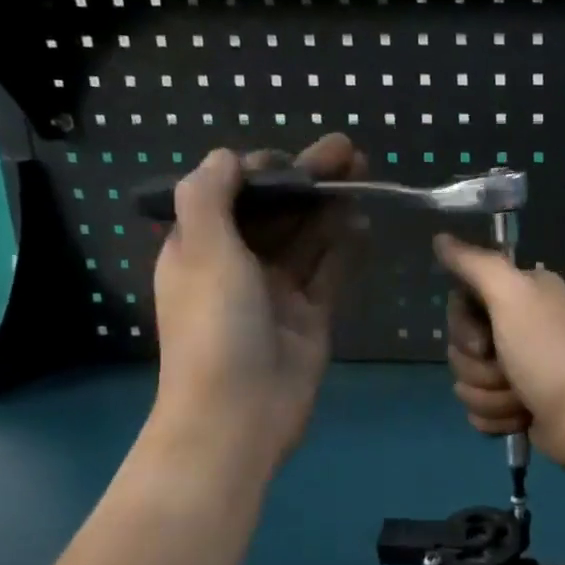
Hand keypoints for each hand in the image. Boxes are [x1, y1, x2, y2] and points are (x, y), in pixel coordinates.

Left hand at [149, 136, 365, 464]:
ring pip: (307, 238)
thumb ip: (209, 197)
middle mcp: (238, 265)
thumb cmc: (214, 328)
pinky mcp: (310, 316)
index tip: (295, 156)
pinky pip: (329, 272)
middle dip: (309, 180)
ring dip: (331, 207)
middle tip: (350, 151)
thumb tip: (227, 156)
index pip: (232, 193)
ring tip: (364, 175)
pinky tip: (362, 221)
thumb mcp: (202, 252)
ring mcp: (277, 292)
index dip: (264, 169)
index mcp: (200, 247)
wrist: (239, 414)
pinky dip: (344, 246)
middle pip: (277, 212)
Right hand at [434, 234, 564, 471]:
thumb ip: (474, 264)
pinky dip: (497, 418)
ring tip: (521, 398)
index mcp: (520, 295)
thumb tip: (440, 238)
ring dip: (490, 396)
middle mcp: (519, 326)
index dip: (462, 326)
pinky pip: (479, 411)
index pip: (461, 303)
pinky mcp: (517, 405)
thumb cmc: (549, 351)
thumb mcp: (512, 294)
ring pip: (467, 382)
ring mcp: (518, 369)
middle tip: (508, 370)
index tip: (484, 338)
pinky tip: (522, 418)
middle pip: (460, 346)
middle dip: (479, 367)